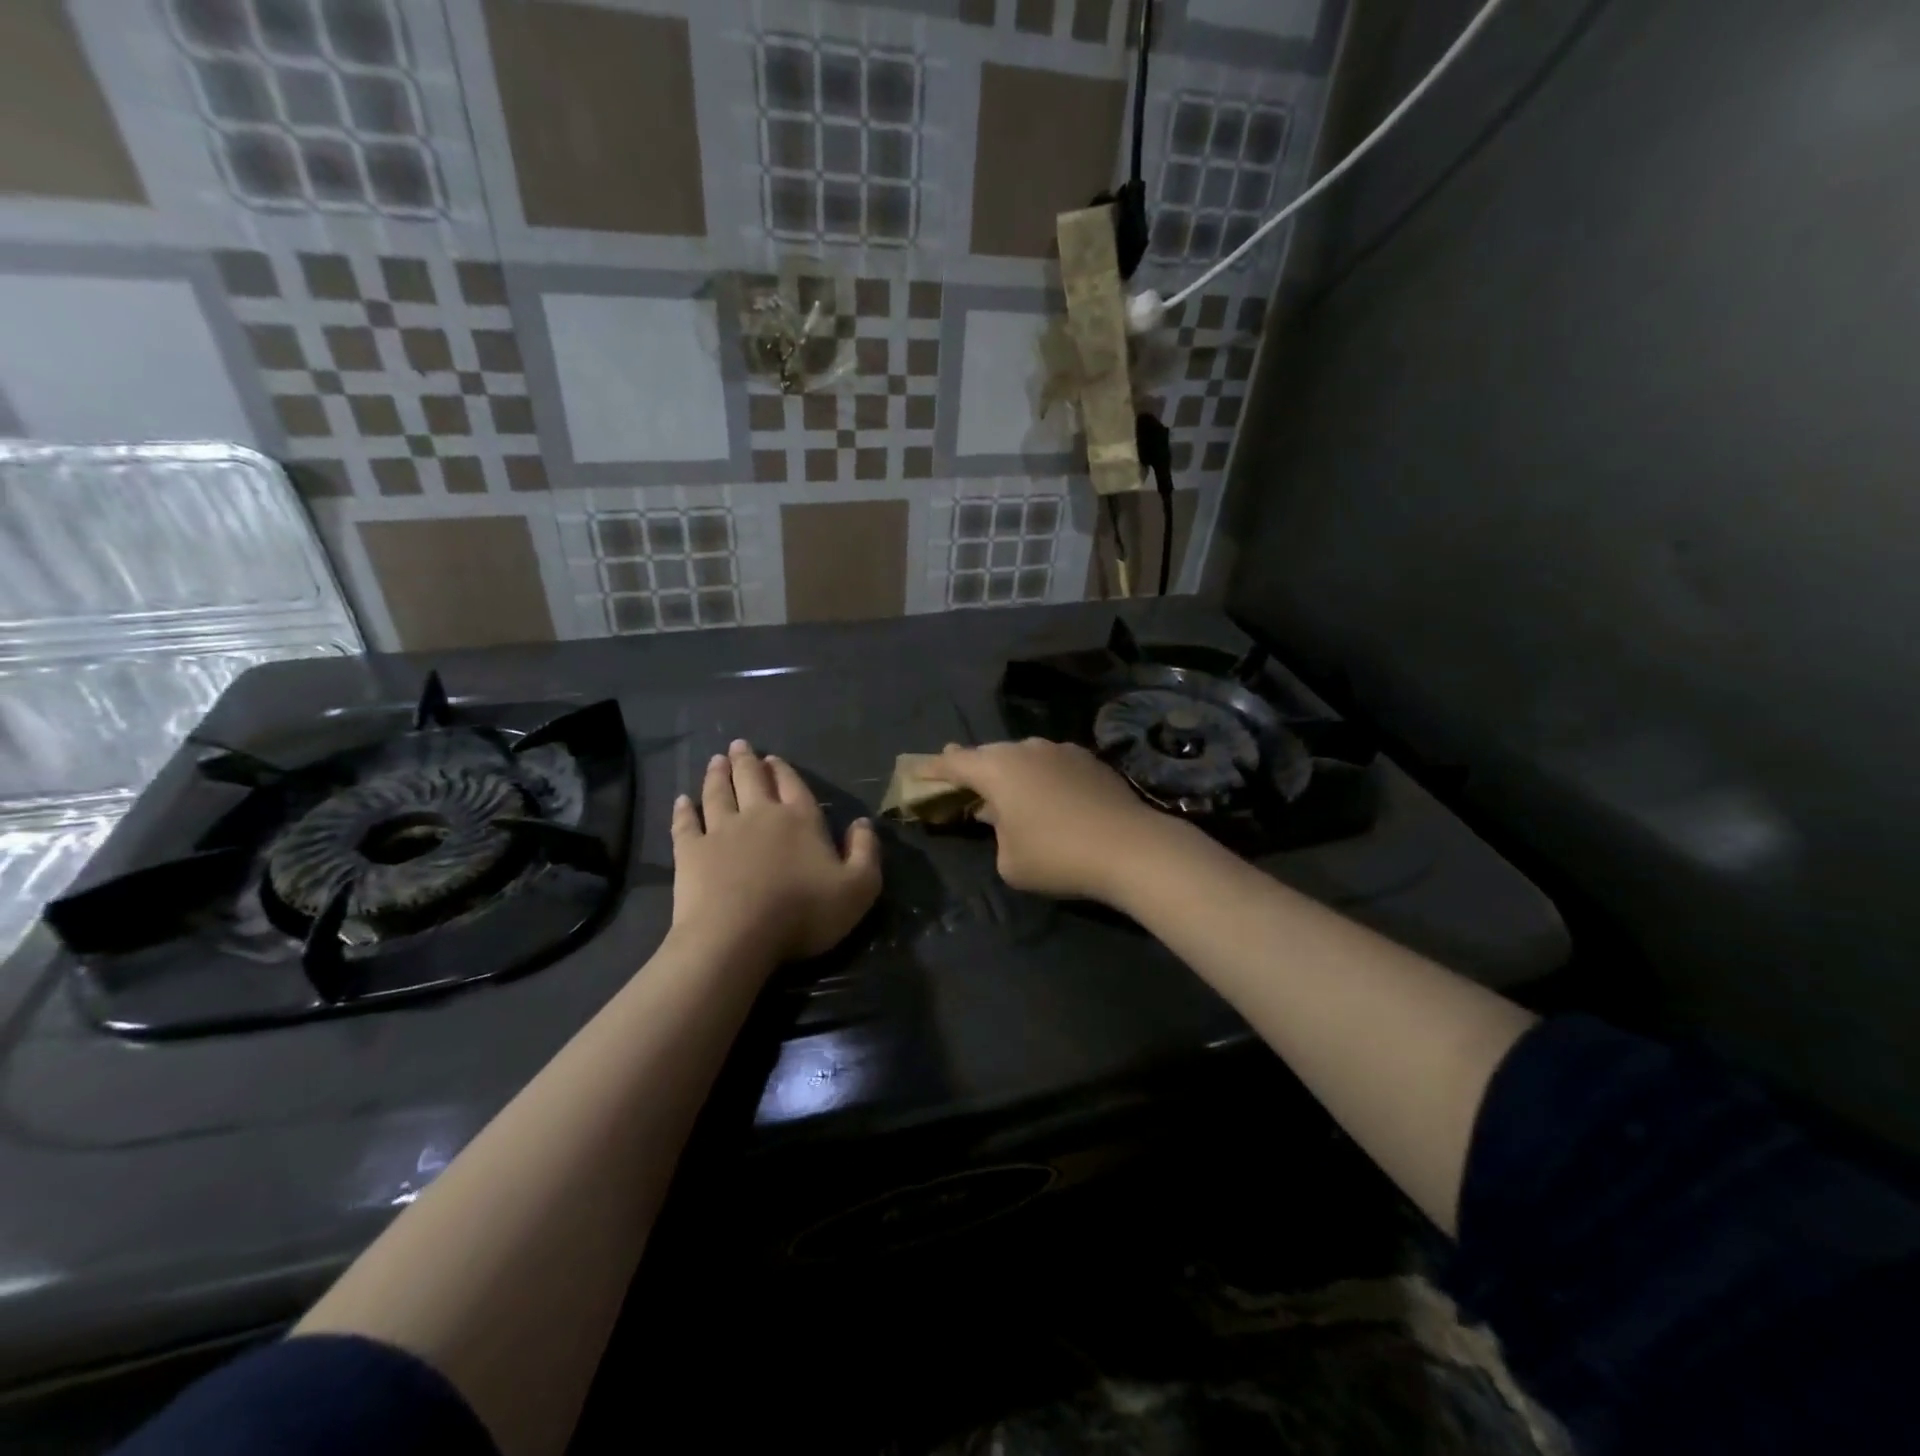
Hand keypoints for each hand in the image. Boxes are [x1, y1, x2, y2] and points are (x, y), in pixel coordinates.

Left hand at [670, 740, 881, 965]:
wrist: (737, 936)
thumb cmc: (803, 912)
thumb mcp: (858, 888)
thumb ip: (865, 852)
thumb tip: (862, 823)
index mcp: (800, 820)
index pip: (793, 786)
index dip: (783, 771)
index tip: (773, 758)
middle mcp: (759, 815)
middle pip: (751, 780)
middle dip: (746, 761)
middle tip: (738, 745)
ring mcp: (721, 831)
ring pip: (718, 793)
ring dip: (717, 775)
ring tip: (716, 760)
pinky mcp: (691, 852)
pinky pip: (685, 823)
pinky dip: (683, 810)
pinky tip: (681, 800)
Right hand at [925, 739, 1181, 901]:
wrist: (1130, 848)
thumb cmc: (1057, 856)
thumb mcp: (1009, 860)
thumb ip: (995, 834)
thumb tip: (1003, 817)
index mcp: (997, 769)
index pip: (954, 764)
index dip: (933, 769)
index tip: (917, 770)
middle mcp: (1026, 749)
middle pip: (989, 755)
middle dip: (972, 767)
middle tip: (958, 776)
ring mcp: (1060, 750)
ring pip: (1023, 757)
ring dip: (1010, 771)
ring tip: (1006, 790)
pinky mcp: (1089, 760)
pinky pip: (1051, 764)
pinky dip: (1040, 776)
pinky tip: (1047, 795)